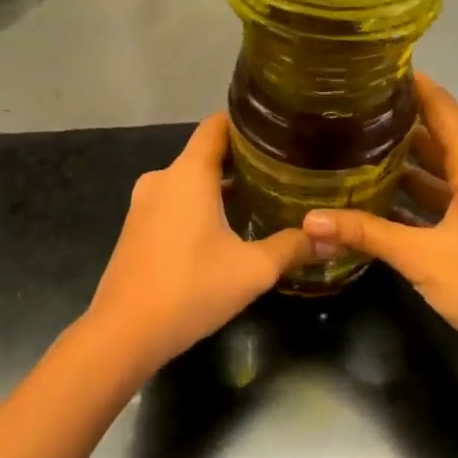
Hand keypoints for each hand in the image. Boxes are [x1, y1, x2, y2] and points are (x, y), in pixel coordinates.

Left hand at [87, 112, 314, 372]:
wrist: (124, 333)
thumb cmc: (191, 289)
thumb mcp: (252, 269)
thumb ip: (293, 248)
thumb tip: (334, 240)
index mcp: (188, 174)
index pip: (217, 126)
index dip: (249, 124)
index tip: (282, 131)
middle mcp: (162, 179)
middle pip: (206, 154)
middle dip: (244, 161)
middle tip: (285, 171)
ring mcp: (144, 205)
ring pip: (190, 183)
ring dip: (222, 188)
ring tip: (264, 199)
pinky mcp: (137, 230)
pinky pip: (175, 204)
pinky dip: (201, 207)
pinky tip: (228, 229)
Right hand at [303, 75, 457, 376]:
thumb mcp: (423, 256)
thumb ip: (366, 234)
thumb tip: (309, 220)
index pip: (443, 110)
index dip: (415, 86)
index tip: (377, 67)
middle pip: (435, 139)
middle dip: (397, 123)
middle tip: (349, 111)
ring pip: (433, 175)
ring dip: (400, 165)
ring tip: (351, 150)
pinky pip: (434, 206)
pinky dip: (407, 203)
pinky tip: (371, 205)